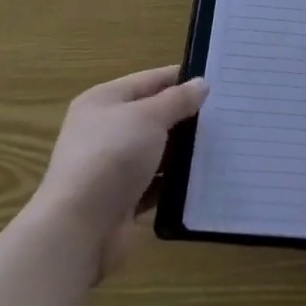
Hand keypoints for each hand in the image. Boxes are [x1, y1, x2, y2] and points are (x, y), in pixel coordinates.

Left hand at [30, 65, 207, 280]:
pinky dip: (174, 180)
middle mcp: (104, 130)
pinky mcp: (120, 198)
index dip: (182, 78)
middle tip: (226, 113)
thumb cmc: (112, 156)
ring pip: (156, 150)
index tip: (218, 81)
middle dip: (186, 115)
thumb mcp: (150, 117)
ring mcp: (111, 166)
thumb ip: (178, 99)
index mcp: (104, 100)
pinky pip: (154, 182)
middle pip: (153, 115)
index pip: (150, 80)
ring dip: (182, 149)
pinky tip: (203, 177)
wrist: (79, 227)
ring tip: (223, 143)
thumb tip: (201, 84)